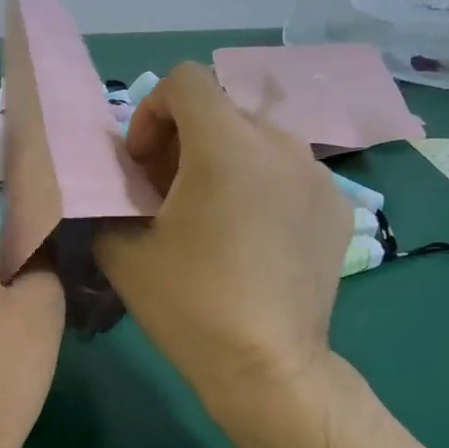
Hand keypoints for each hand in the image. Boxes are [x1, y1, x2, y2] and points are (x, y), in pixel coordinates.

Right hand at [93, 62, 353, 415]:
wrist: (267, 367)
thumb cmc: (189, 304)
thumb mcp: (121, 251)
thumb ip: (110, 199)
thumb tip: (123, 187)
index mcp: (225, 145)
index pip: (185, 80)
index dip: (151, 112)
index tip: (141, 165)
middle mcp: (280, 144)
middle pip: (222, 109)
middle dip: (183, 140)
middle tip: (166, 194)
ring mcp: (318, 176)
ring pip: (259, 140)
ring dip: (224, 161)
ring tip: (211, 215)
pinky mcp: (339, 208)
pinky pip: (290, 174)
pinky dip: (262, 187)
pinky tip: (252, 239)